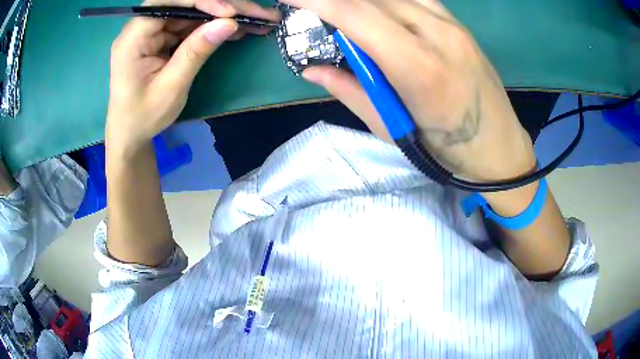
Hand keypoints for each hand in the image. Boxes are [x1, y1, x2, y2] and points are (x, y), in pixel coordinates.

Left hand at [106, 0, 279, 155]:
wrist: (130, 133)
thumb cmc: (143, 117)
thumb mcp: (171, 88)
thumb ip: (196, 52)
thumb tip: (229, 23)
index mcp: (133, 38)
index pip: (168, 3)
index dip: (201, 2)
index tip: (230, 13)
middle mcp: (143, 28)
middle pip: (185, 5)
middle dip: (223, 7)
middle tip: (260, 14)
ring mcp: (154, 32)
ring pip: (192, 13)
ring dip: (224, 16)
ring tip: (257, 21)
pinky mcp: (163, 39)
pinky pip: (191, 26)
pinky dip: (214, 27)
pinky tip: (237, 29)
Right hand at [283, 0, 535, 182]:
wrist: (499, 149)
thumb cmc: (447, 150)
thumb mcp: (393, 129)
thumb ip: (350, 91)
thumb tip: (312, 69)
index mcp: (419, 68)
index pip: (357, 14)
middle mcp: (438, 34)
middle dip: (337, 0)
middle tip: (317, 11)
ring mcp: (454, 26)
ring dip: (364, 2)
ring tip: (348, 16)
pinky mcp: (461, 25)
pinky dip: (390, 2)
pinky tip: (382, 15)